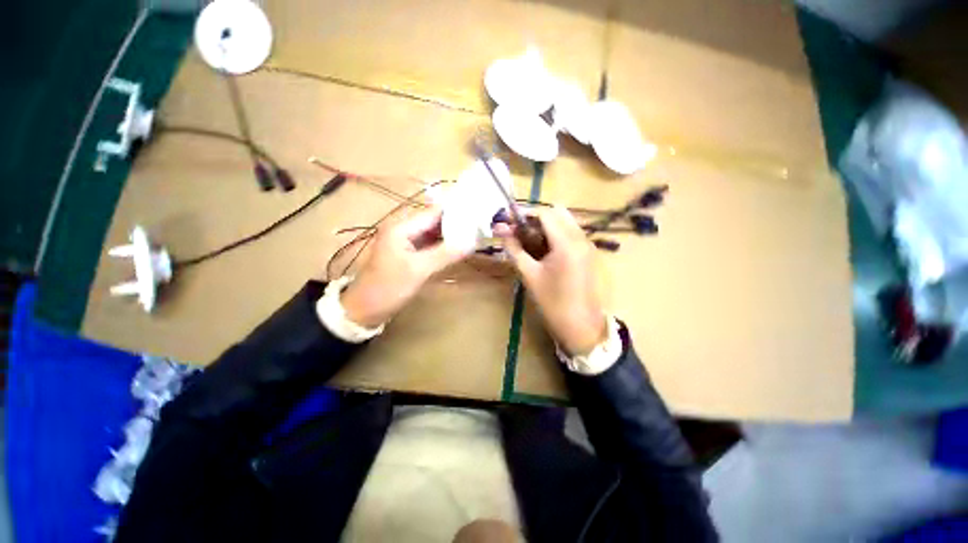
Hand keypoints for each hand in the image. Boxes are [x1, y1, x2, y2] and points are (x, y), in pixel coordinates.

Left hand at [341, 207, 468, 326]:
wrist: (364, 309)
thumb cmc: (388, 288)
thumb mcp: (418, 270)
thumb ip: (445, 254)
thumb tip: (471, 242)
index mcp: (401, 227)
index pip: (433, 213)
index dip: (456, 212)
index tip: (478, 214)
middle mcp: (403, 229)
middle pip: (434, 221)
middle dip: (455, 223)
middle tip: (478, 226)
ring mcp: (405, 241)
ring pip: (432, 233)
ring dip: (450, 235)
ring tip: (473, 235)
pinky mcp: (408, 253)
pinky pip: (429, 244)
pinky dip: (443, 245)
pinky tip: (458, 248)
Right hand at [496, 207, 607, 354]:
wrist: (581, 325)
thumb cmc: (552, 302)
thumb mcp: (529, 274)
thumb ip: (514, 249)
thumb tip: (500, 229)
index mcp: (566, 243)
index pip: (545, 213)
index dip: (524, 213)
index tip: (508, 220)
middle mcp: (581, 238)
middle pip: (557, 213)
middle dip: (536, 217)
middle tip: (519, 230)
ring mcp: (588, 245)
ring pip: (566, 221)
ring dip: (546, 225)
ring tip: (529, 239)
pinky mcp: (589, 253)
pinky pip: (571, 232)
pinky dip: (556, 233)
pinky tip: (543, 248)